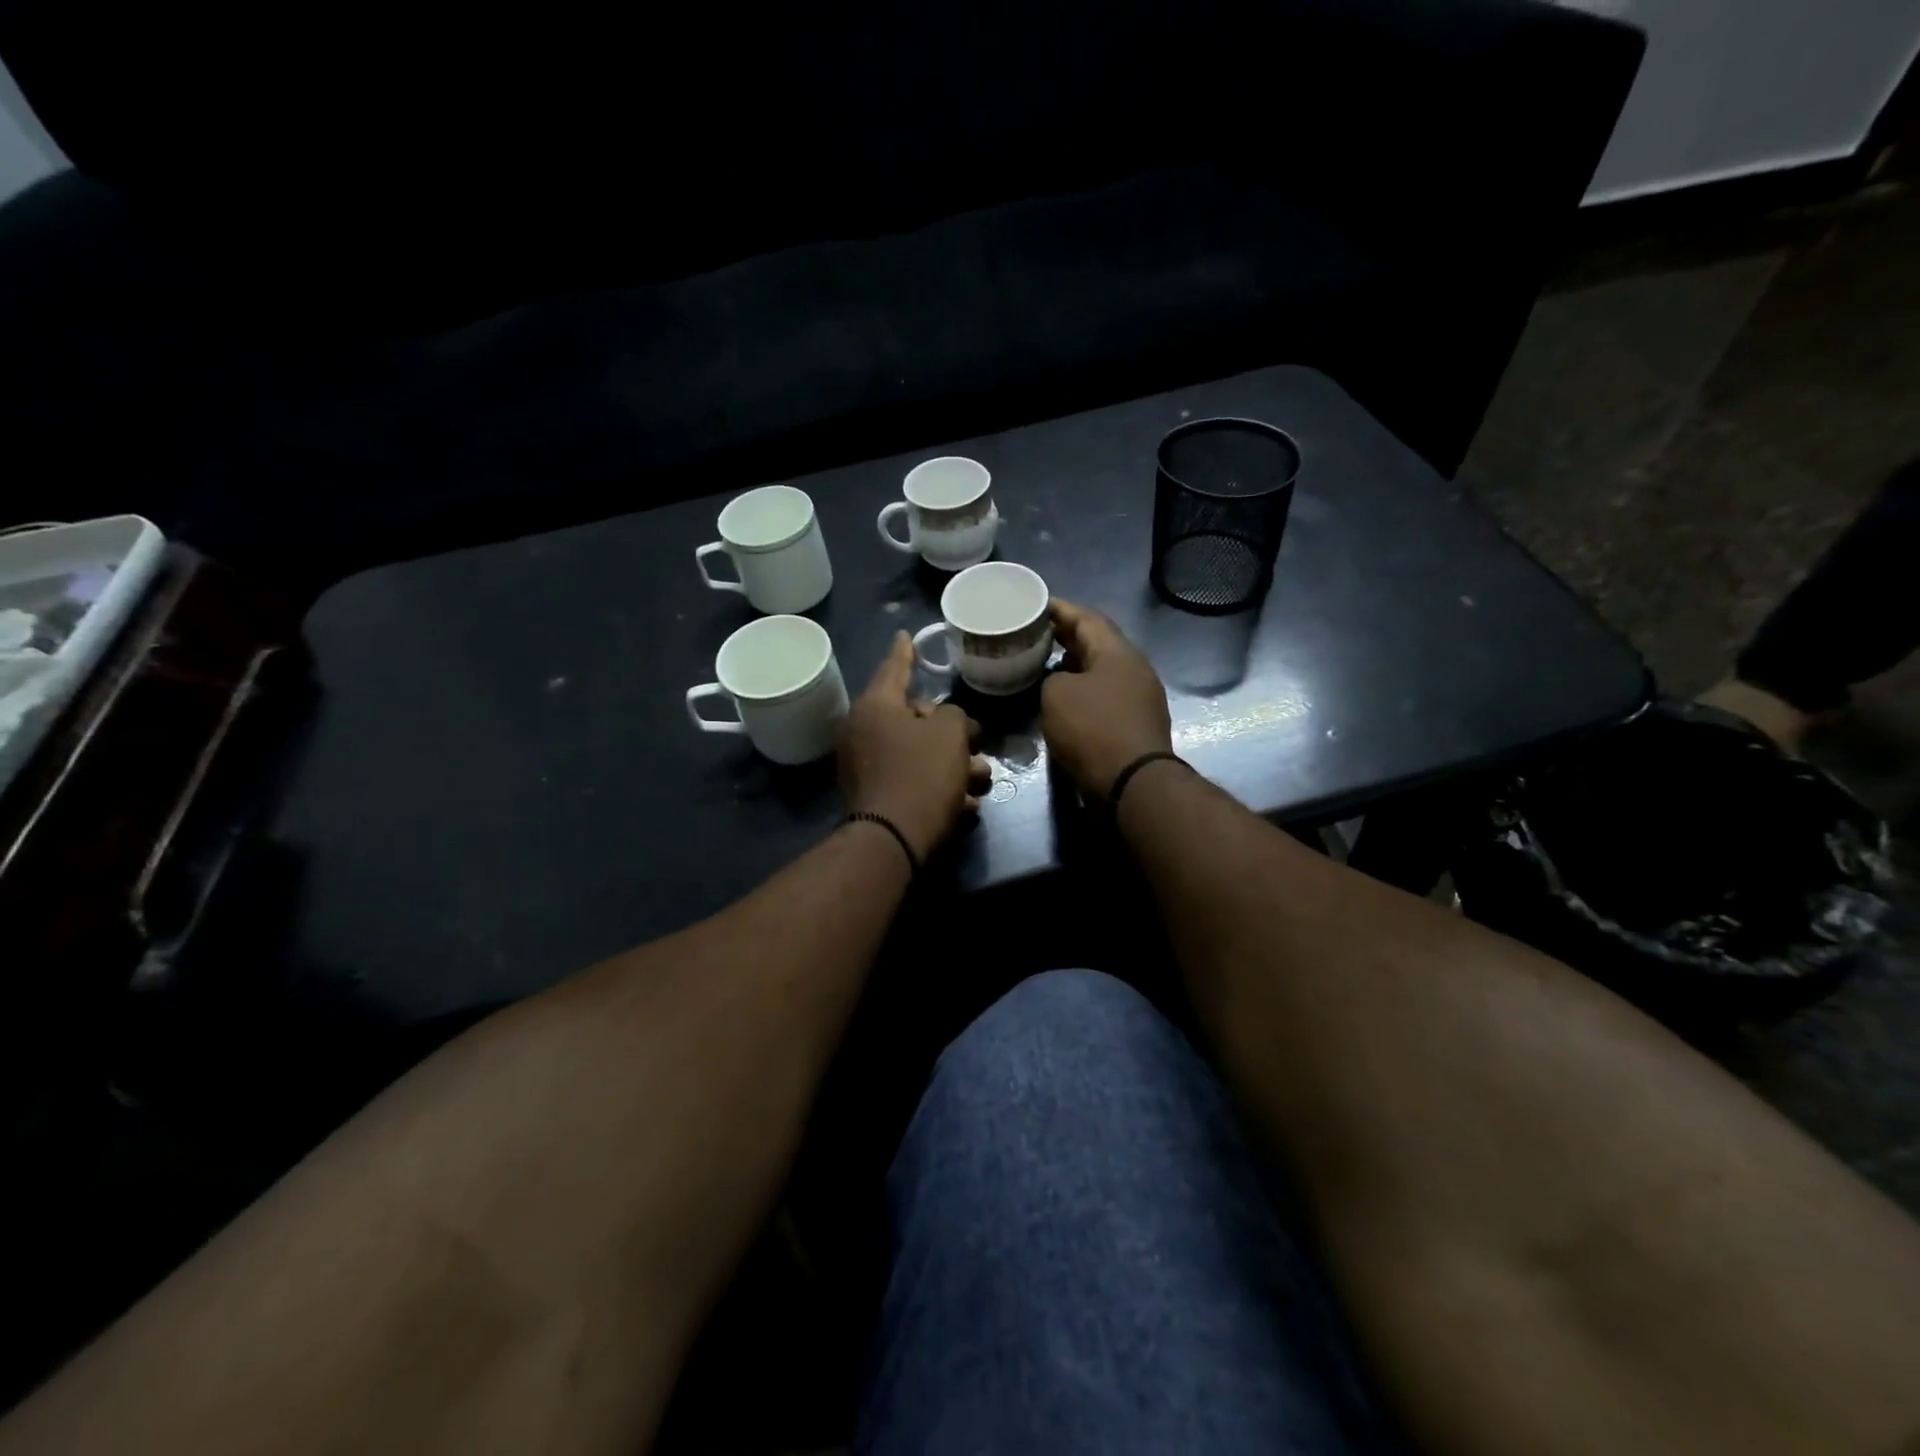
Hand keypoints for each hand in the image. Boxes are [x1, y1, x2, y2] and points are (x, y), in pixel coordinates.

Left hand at [838, 632, 991, 859]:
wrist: (894, 839)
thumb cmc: (922, 774)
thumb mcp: (950, 734)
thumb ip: (953, 716)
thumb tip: (944, 724)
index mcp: (875, 707)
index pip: (894, 668)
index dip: (905, 651)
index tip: (905, 634)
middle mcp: (863, 732)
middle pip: (913, 719)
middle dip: (950, 731)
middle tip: (974, 739)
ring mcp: (866, 766)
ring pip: (919, 754)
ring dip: (953, 765)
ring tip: (981, 779)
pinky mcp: (874, 796)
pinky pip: (912, 781)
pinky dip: (938, 788)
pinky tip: (965, 805)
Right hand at [1041, 598, 1173, 800]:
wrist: (1131, 783)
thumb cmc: (1092, 729)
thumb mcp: (1056, 695)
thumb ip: (1052, 678)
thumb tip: (1061, 683)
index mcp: (1118, 652)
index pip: (1086, 618)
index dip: (1059, 609)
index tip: (1034, 606)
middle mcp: (1134, 668)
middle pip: (1097, 643)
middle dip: (1066, 637)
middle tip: (1035, 634)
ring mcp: (1139, 698)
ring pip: (1101, 671)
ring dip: (1074, 666)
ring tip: (1044, 665)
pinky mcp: (1135, 724)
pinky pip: (1105, 696)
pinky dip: (1083, 692)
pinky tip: (1063, 701)